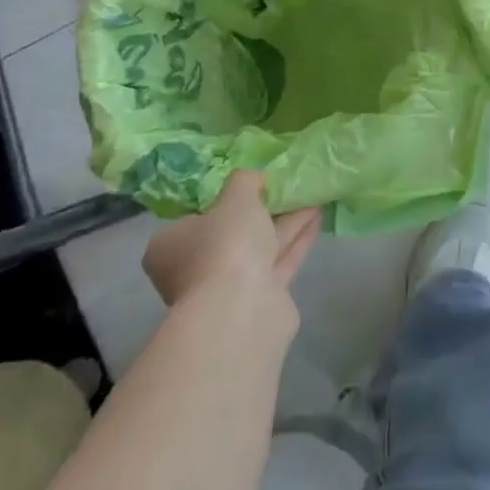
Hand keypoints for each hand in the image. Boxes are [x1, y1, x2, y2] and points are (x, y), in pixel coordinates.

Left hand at [143, 171, 321, 331]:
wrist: (240, 310)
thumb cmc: (225, 246)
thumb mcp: (235, 197)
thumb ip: (244, 181)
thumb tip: (252, 180)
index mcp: (172, 245)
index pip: (196, 217)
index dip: (223, 200)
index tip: (251, 185)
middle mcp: (194, 269)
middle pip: (231, 232)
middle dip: (263, 210)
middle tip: (288, 187)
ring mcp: (227, 288)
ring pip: (259, 246)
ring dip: (287, 222)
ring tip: (313, 195)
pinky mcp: (259, 299)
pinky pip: (279, 260)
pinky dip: (297, 239)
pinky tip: (317, 217)